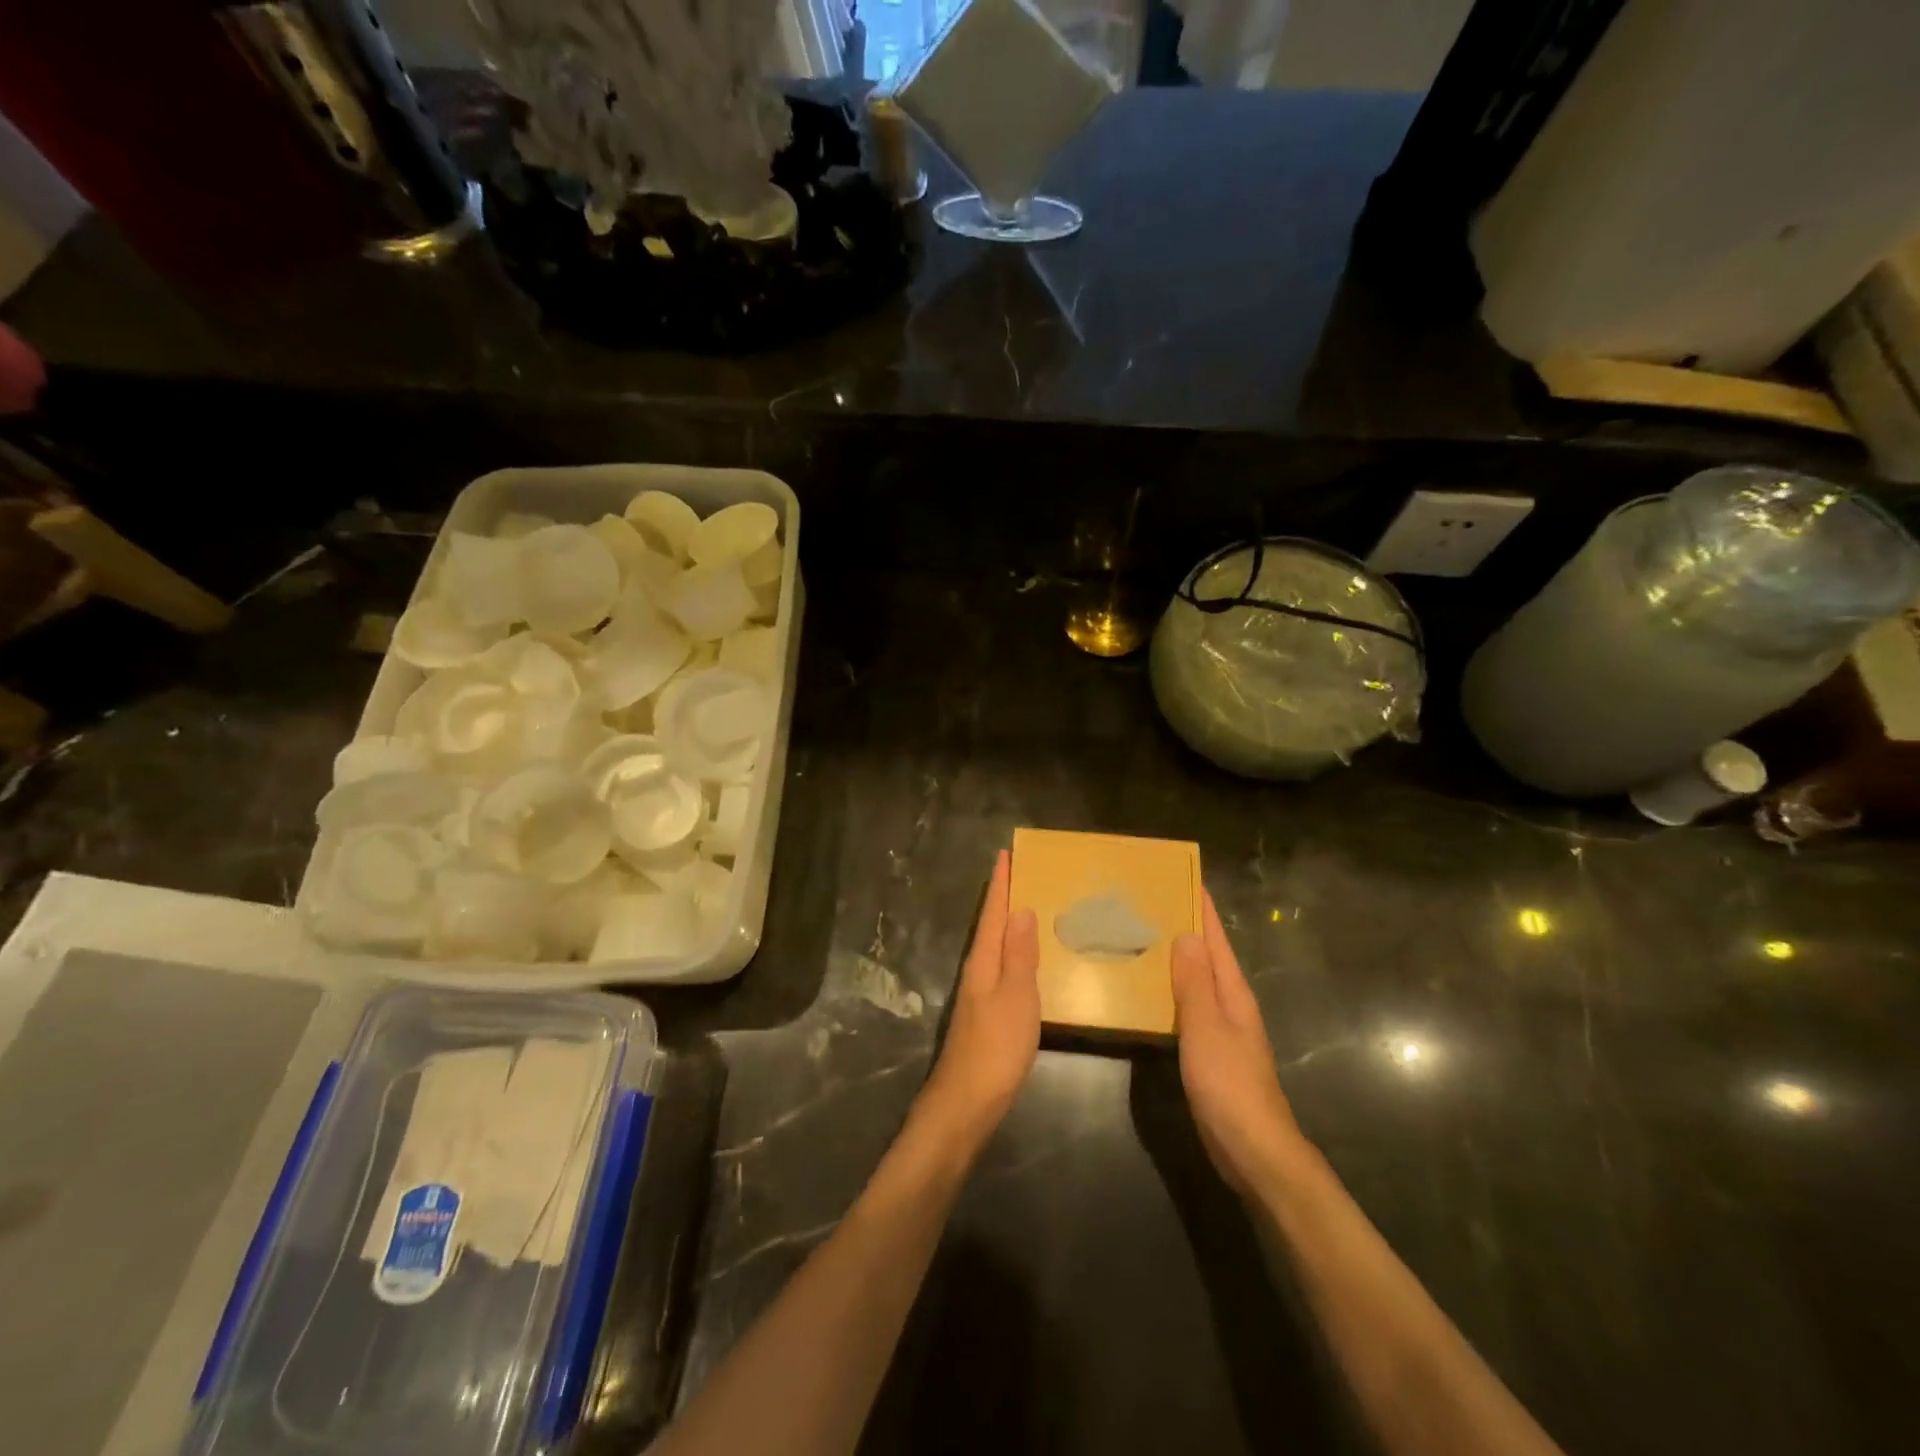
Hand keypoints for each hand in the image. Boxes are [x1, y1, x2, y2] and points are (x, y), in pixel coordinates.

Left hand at [918, 849, 1040, 1148]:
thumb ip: (1020, 955)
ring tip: (1027, 907)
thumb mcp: (1016, 997)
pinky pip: (1000, 969)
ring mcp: (978, 995)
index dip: (1000, 884)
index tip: (1005, 854)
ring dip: (1008, 924)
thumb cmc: (995, 1047)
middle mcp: (977, 971)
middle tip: (1020, 872)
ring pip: (994, 947)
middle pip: (991, 926)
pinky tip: (1024, 961)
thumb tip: (1021, 909)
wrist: (966, 1102)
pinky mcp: (985, 1015)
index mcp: (983, 961)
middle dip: (1003, 898)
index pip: (994, 913)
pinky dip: (1012, 953)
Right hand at [1171, 889, 1308, 1195]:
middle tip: (1150, 903)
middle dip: (1186, 928)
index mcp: (1233, 993)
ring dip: (1177, 958)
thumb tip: (1186, 934)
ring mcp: (1222, 1030)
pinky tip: (1151, 992)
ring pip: (1197, 981)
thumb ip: (1195, 982)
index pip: (1216, 940)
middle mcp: (1231, 1005)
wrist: (1254, 1150)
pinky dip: (1172, 990)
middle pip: (1208, 956)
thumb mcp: (1206, 1028)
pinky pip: (1189, 1008)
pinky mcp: (1210, 1053)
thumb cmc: (1229, 1084)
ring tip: (1144, 937)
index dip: (1203, 909)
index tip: (1184, 878)